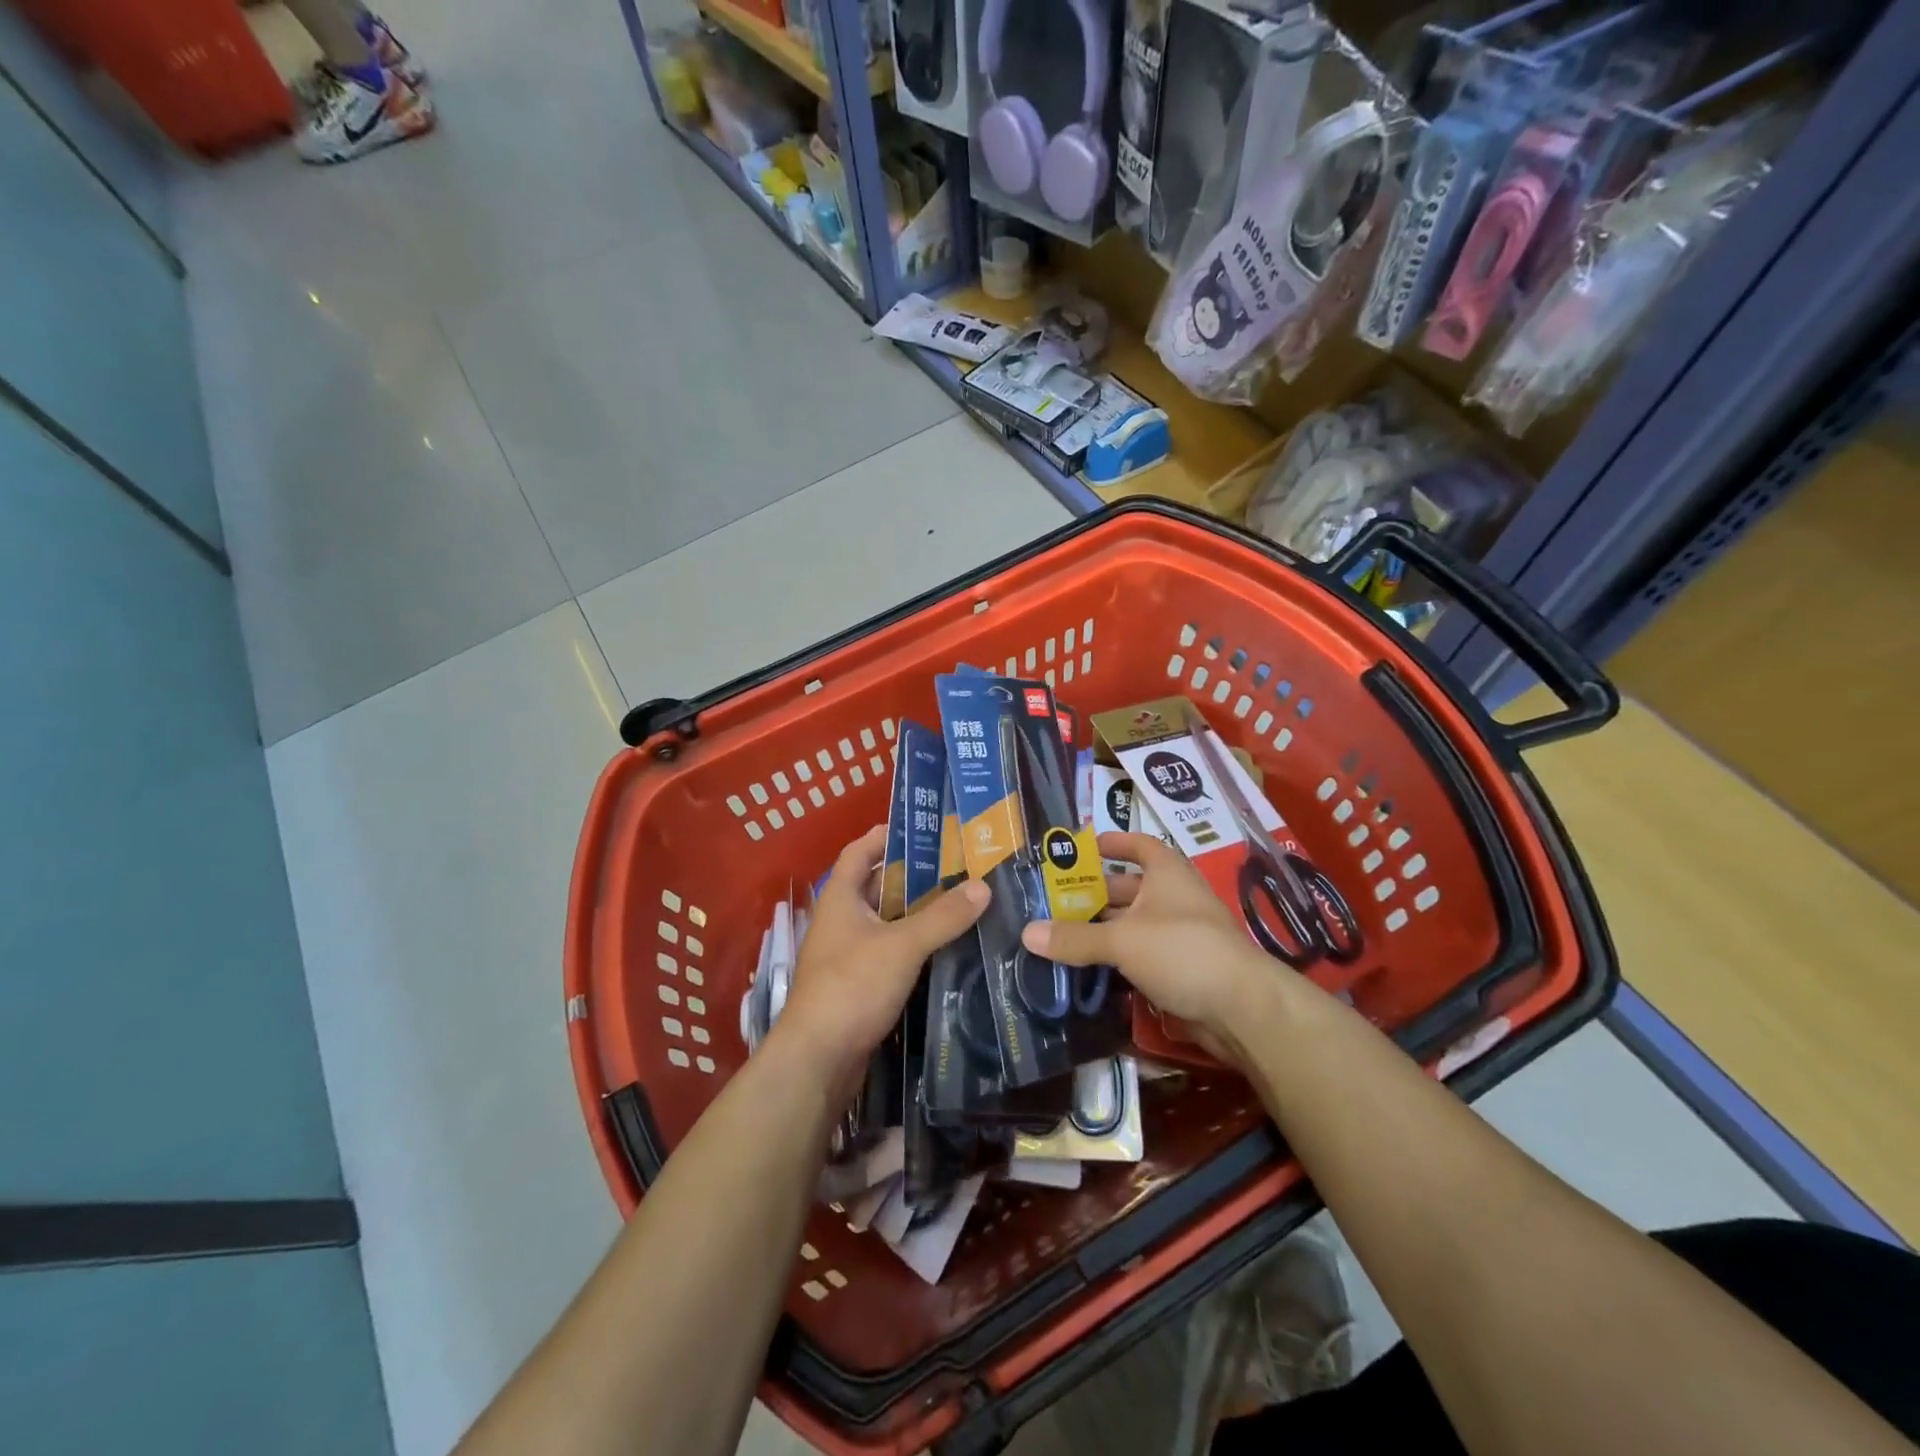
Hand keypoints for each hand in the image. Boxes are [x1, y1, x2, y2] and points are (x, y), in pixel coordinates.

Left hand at [772, 825, 988, 1094]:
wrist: (818, 1060)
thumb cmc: (852, 986)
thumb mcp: (902, 945)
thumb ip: (943, 916)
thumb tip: (983, 886)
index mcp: (840, 898)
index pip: (858, 852)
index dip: (884, 836)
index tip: (920, 828)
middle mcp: (840, 921)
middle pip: (877, 886)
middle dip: (913, 875)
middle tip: (957, 867)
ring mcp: (847, 955)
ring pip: (886, 922)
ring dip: (917, 912)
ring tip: (960, 902)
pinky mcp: (858, 986)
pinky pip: (889, 953)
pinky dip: (913, 946)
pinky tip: (944, 948)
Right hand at [1019, 832, 1281, 1058]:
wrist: (1242, 1008)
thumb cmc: (1182, 951)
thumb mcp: (1122, 940)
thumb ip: (1075, 938)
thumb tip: (1027, 933)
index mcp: (1166, 873)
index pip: (1139, 845)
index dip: (1112, 843)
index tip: (1082, 849)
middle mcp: (1174, 898)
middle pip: (1129, 888)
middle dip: (1095, 894)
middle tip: (1055, 902)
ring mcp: (1180, 935)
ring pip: (1133, 925)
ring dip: (1103, 929)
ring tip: (1062, 935)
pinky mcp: (1181, 969)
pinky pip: (1141, 956)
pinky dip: (1118, 958)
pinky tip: (1089, 967)